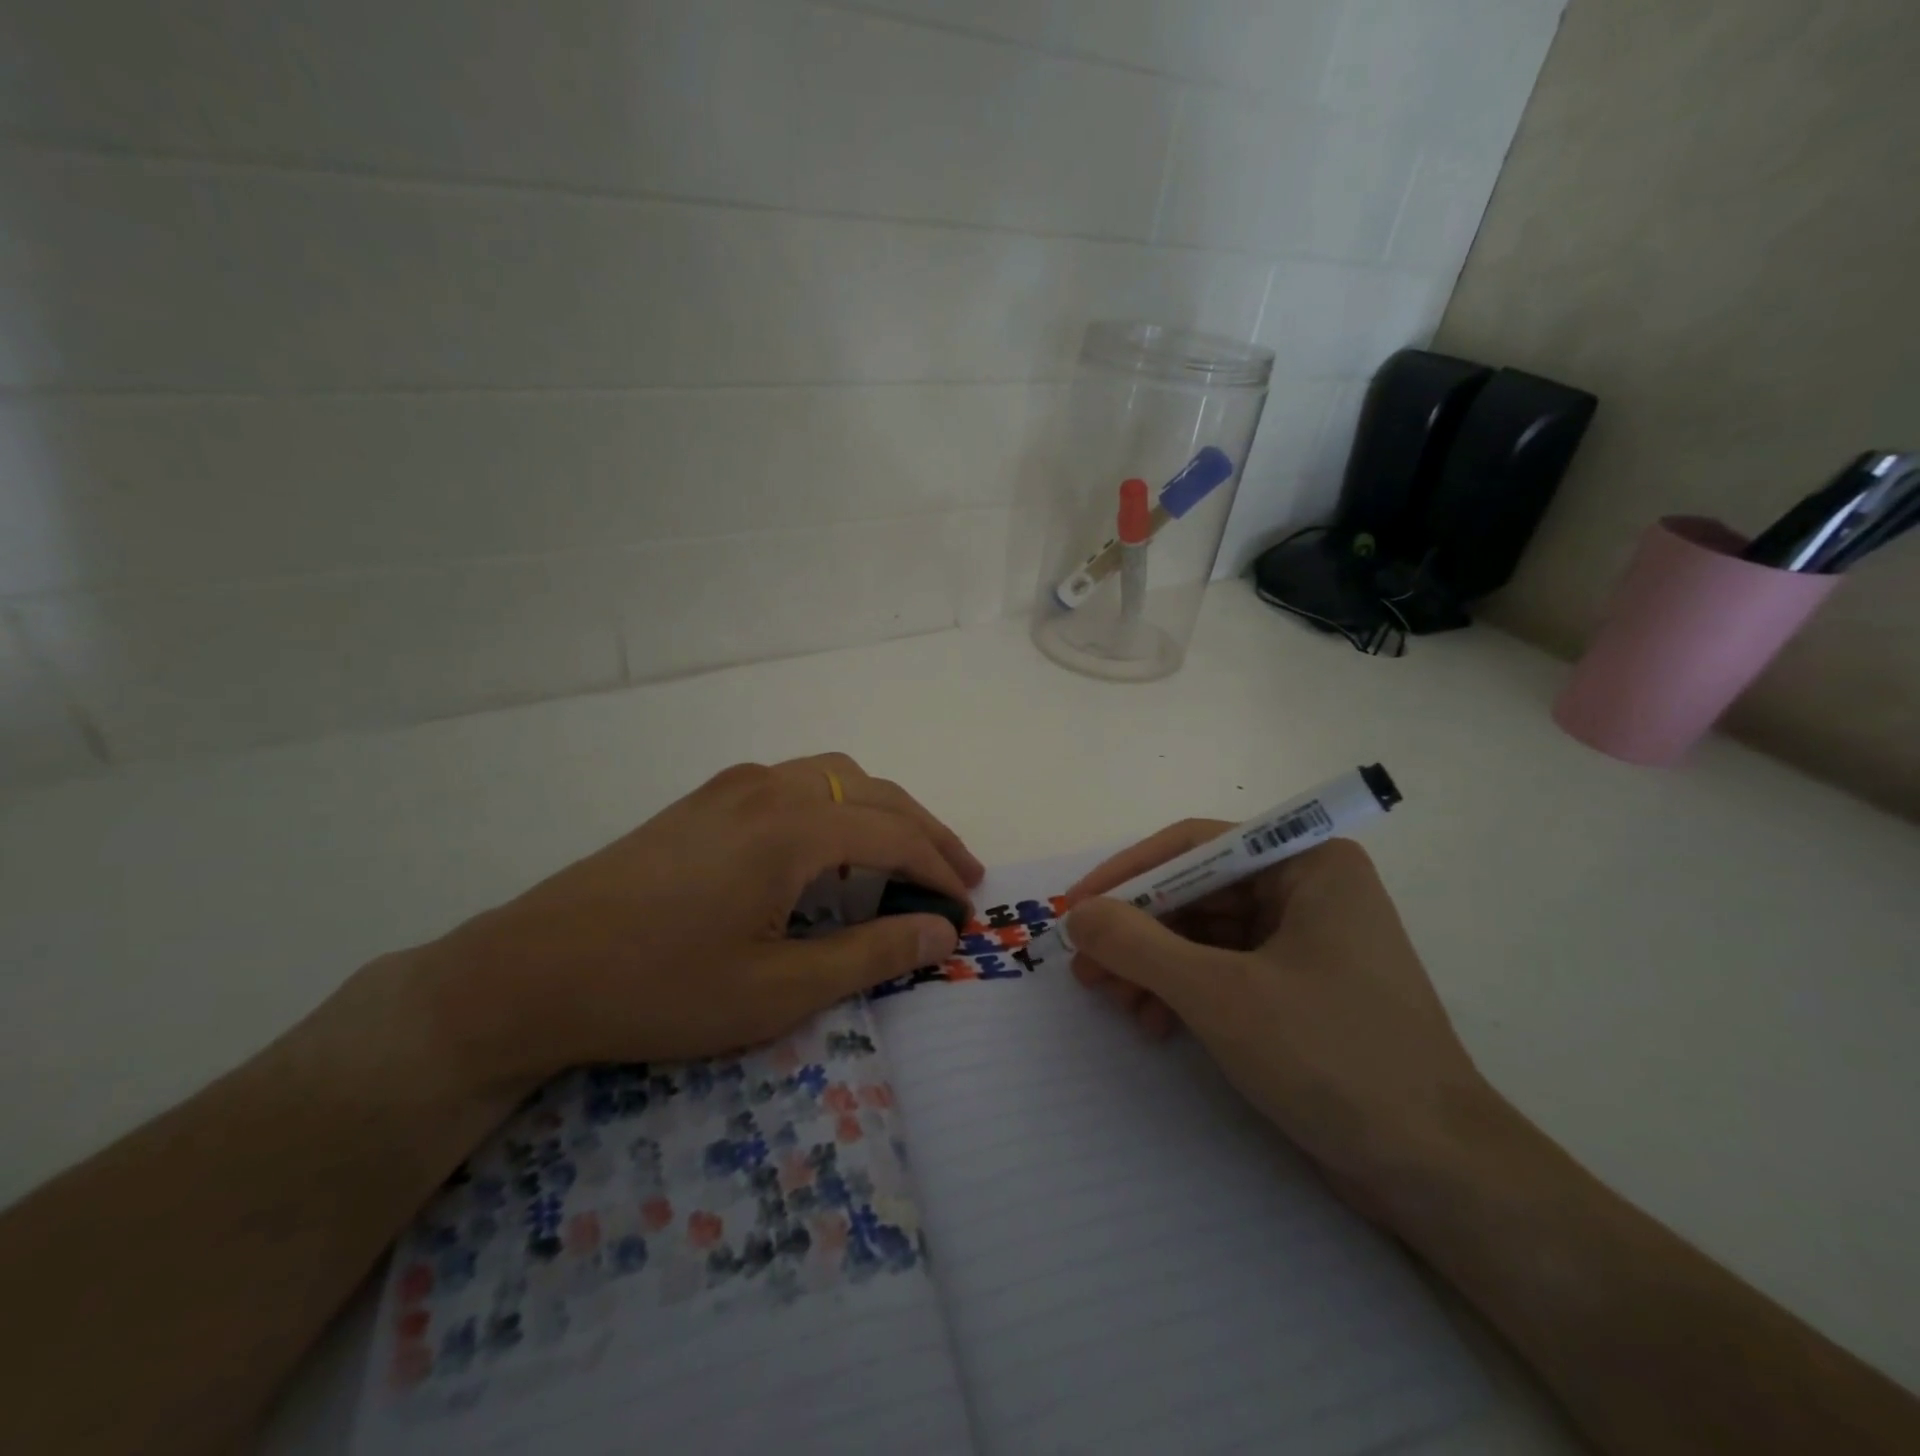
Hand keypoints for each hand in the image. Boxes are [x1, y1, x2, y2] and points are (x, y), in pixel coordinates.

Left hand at [411, 754, 981, 1087]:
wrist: (530, 973)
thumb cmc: (660, 989)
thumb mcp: (778, 989)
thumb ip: (870, 954)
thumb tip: (942, 931)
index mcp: (792, 828)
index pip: (894, 834)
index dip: (940, 869)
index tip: (969, 905)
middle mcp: (768, 788)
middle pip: (872, 792)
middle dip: (924, 831)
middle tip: (958, 874)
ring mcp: (732, 787)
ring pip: (834, 776)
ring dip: (881, 809)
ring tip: (906, 853)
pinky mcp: (704, 800)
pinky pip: (795, 783)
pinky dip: (838, 804)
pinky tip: (832, 844)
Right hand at [1063, 828, 1490, 1196]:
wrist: (1436, 1174)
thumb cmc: (1331, 1057)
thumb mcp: (1220, 994)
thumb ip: (1138, 944)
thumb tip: (1078, 914)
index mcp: (1307, 863)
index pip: (1196, 847)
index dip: (1128, 874)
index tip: (1076, 908)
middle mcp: (1308, 889)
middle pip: (1197, 893)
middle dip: (1137, 932)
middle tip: (1084, 967)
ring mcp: (1307, 940)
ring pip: (1205, 934)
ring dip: (1154, 967)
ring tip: (1113, 1002)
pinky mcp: (1302, 988)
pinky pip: (1225, 970)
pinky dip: (1184, 992)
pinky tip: (1154, 1025)